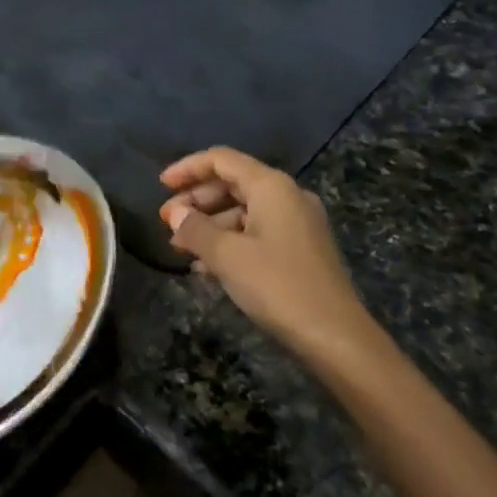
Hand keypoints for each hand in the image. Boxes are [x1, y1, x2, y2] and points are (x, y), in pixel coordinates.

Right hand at [159, 147, 368, 358]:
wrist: (335, 336)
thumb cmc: (277, 285)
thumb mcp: (227, 256)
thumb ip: (195, 229)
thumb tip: (175, 213)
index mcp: (271, 186)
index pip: (221, 160)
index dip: (188, 168)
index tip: (161, 185)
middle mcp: (287, 196)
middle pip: (232, 183)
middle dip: (196, 200)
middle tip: (167, 223)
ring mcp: (297, 223)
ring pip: (243, 210)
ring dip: (210, 224)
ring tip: (181, 249)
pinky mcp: (301, 249)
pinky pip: (257, 232)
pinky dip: (230, 241)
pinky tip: (207, 267)